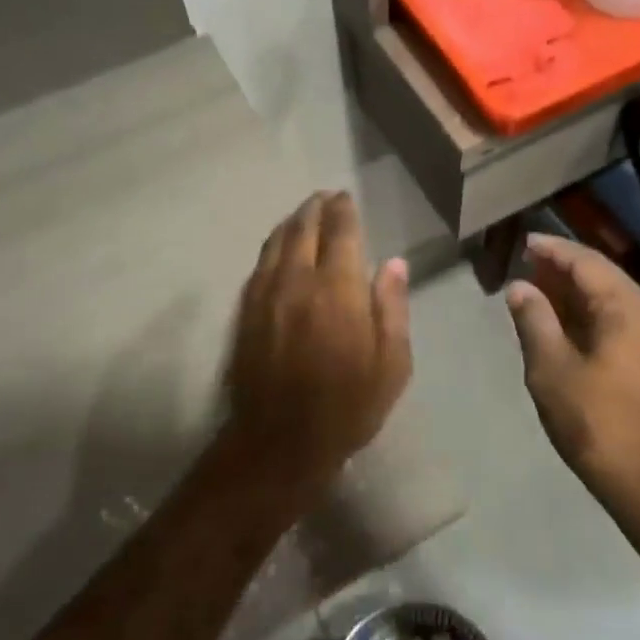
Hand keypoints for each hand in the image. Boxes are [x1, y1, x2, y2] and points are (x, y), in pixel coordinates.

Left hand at [223, 192, 411, 502]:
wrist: (279, 442)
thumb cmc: (346, 407)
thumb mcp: (391, 365)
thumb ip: (392, 308)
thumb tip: (394, 263)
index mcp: (337, 289)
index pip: (340, 232)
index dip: (343, 210)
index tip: (346, 197)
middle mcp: (298, 280)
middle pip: (304, 228)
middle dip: (316, 208)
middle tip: (325, 197)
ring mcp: (265, 294)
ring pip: (277, 241)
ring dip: (292, 221)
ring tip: (303, 213)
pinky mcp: (245, 311)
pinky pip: (259, 264)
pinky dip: (272, 246)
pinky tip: (278, 247)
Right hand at [505, 233, 639, 512]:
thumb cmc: (599, 424)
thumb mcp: (552, 370)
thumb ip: (535, 321)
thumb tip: (520, 287)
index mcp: (632, 310)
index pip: (588, 263)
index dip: (554, 250)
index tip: (525, 242)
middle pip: (606, 280)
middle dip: (565, 272)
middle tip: (528, 269)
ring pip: (617, 305)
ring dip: (579, 298)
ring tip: (542, 295)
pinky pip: (626, 327)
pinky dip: (594, 320)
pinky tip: (569, 330)